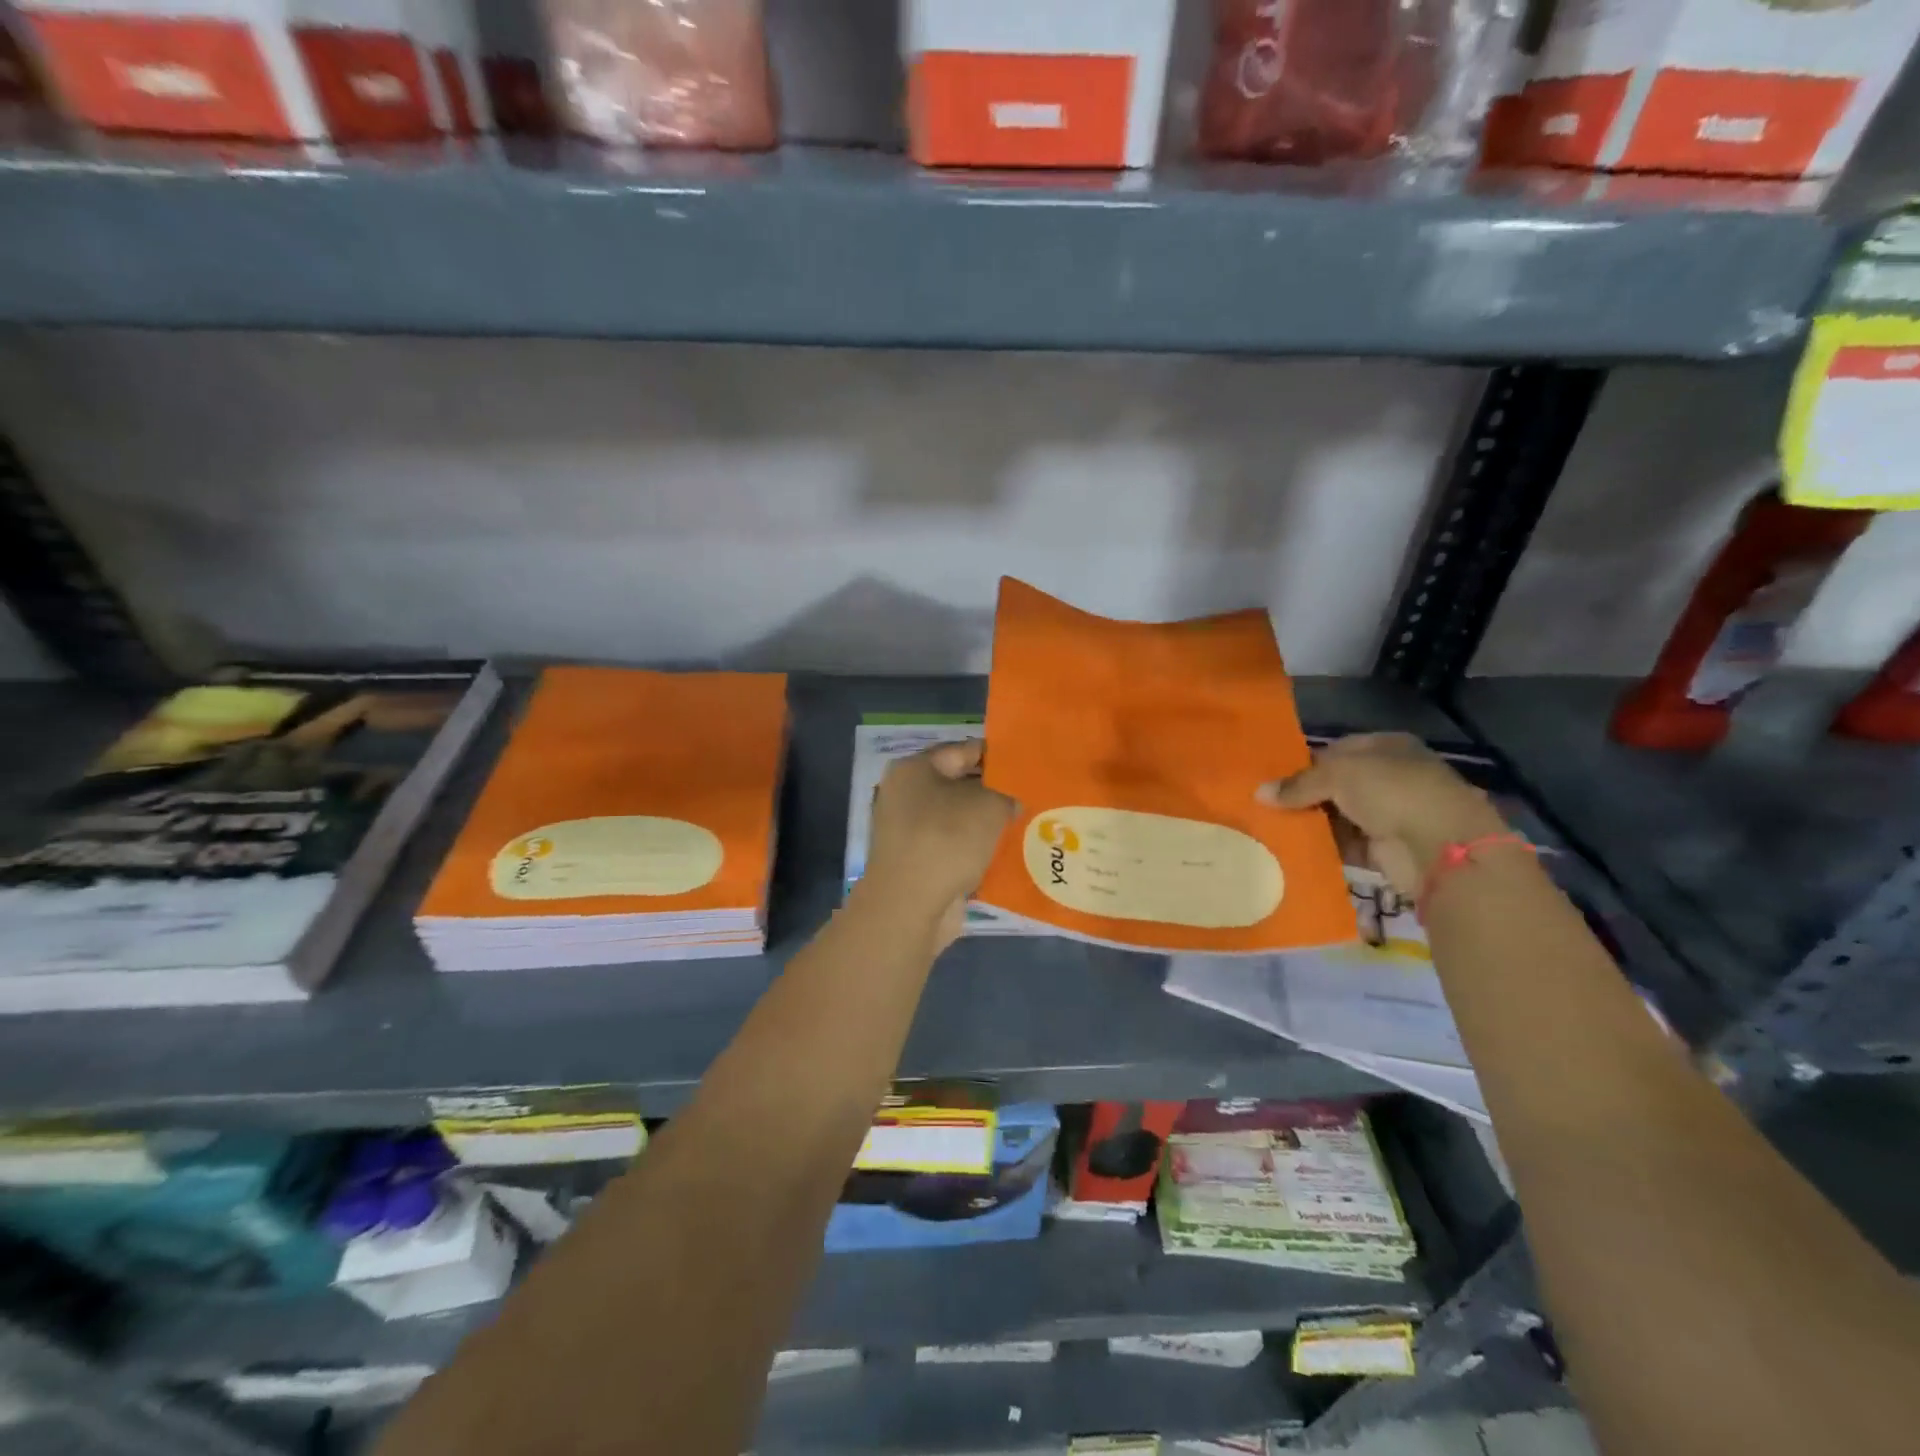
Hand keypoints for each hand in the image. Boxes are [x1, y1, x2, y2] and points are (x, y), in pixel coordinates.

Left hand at [860, 741, 1017, 947]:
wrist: (909, 906)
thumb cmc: (946, 841)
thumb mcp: (989, 805)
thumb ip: (1007, 793)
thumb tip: (1010, 801)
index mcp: (914, 769)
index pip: (963, 750)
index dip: (998, 755)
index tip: (1029, 764)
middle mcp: (905, 795)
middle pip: (959, 785)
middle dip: (995, 792)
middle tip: (1032, 795)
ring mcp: (908, 831)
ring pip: (958, 818)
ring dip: (987, 824)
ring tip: (1027, 824)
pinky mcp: (917, 862)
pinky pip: (954, 847)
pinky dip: (977, 849)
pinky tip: (1008, 853)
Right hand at [1257, 733, 1508, 896]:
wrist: (1440, 847)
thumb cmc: (1392, 791)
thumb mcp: (1337, 775)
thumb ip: (1298, 783)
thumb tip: (1259, 793)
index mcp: (1387, 747)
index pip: (1337, 750)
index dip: (1306, 763)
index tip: (1275, 778)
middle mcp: (1391, 777)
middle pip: (1337, 785)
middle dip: (1305, 795)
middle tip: (1267, 805)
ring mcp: (1391, 814)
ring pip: (1339, 815)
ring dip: (1312, 822)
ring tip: (1273, 828)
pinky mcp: (1387, 849)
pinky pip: (1346, 845)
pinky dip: (1325, 847)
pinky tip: (1295, 849)